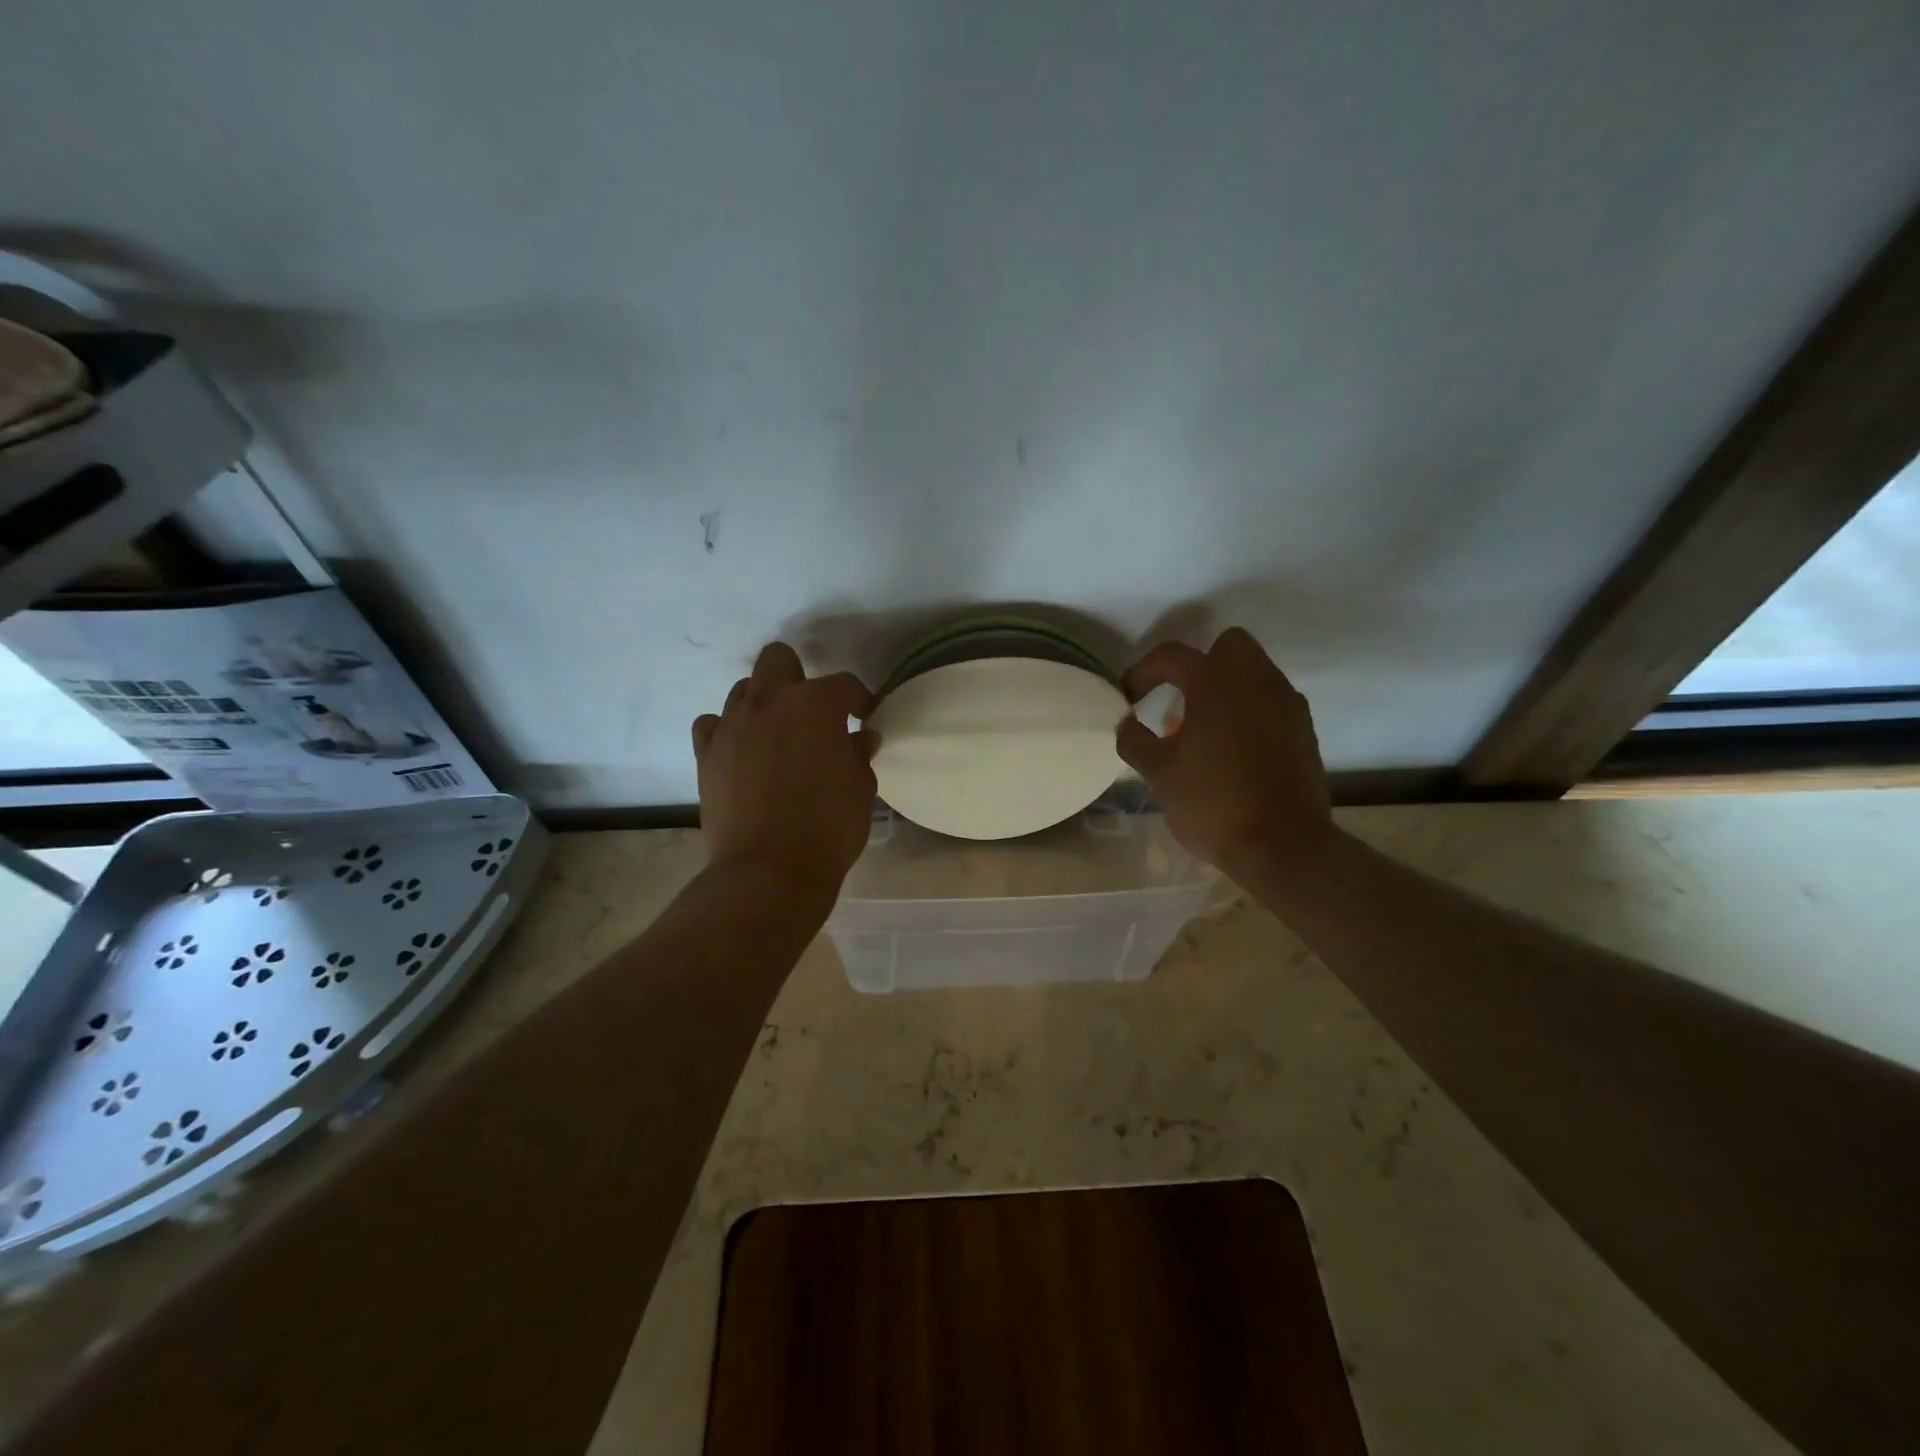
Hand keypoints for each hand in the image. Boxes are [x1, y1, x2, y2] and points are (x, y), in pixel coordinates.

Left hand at [692, 643, 877, 897]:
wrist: (769, 870)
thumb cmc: (829, 826)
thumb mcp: (861, 788)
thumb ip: (859, 754)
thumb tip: (860, 738)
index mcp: (815, 704)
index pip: (844, 685)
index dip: (859, 700)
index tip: (864, 716)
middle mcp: (769, 701)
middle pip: (778, 660)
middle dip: (798, 678)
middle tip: (812, 713)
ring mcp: (732, 724)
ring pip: (744, 690)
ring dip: (764, 704)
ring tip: (777, 735)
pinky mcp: (705, 752)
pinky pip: (713, 724)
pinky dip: (728, 731)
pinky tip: (742, 752)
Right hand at [1115, 628, 1334, 877]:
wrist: (1282, 844)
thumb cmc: (1212, 802)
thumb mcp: (1158, 773)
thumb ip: (1135, 740)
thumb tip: (1127, 722)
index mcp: (1215, 683)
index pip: (1172, 655)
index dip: (1143, 672)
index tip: (1130, 698)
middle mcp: (1256, 680)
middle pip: (1228, 645)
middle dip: (1200, 663)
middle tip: (1179, 699)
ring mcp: (1286, 703)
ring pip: (1254, 672)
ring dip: (1227, 688)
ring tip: (1203, 730)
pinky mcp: (1304, 729)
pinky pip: (1271, 702)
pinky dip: (1250, 711)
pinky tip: (1233, 749)